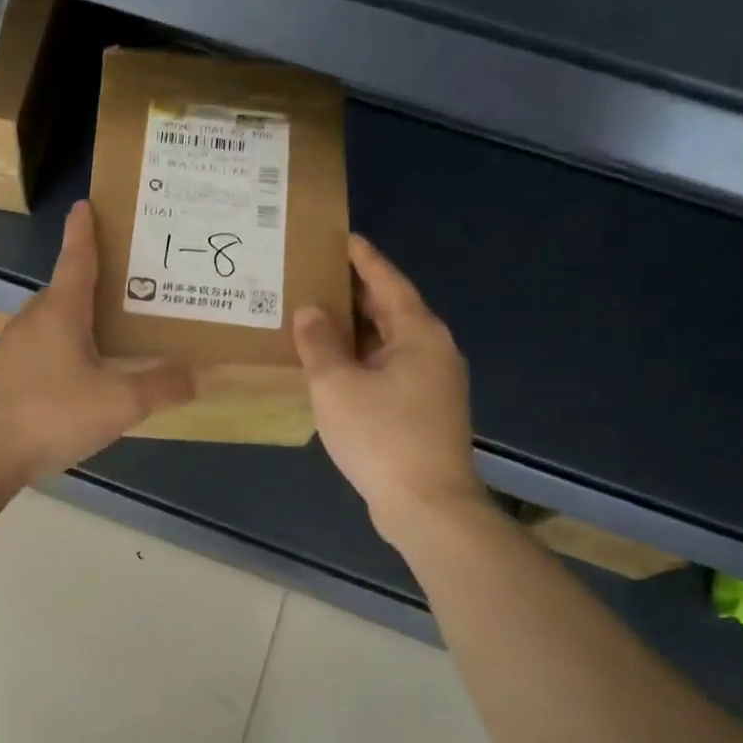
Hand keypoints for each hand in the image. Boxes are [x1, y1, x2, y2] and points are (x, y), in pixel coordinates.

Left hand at [0, 200, 195, 485]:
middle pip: (63, 291)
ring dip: (73, 323)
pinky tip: (72, 382)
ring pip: (47, 326)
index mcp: (60, 312)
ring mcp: (6, 351)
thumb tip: (208, 372)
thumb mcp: (118, 404)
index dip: (84, 231)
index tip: (85, 204)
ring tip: (105, 337)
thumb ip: (163, 386)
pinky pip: (35, 354)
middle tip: (122, 285)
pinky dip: (57, 354)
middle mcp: (30, 321)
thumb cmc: (50, 415)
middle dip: (89, 282)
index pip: (76, 258)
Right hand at [293, 234, 481, 540]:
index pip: (388, 281)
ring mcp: (432, 382)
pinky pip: (389, 367)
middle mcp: (433, 350)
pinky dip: (362, 356)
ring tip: (317, 312)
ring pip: (389, 340)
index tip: (341, 236)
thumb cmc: (381, 436)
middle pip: (391, 309)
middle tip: (316, 273)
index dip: (363, 258)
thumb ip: (319, 343)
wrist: (427, 506)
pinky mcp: (424, 409)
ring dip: (356, 327)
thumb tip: (310, 310)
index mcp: (418, 334)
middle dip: (355, 291)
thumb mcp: (337, 385)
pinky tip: (333, 362)